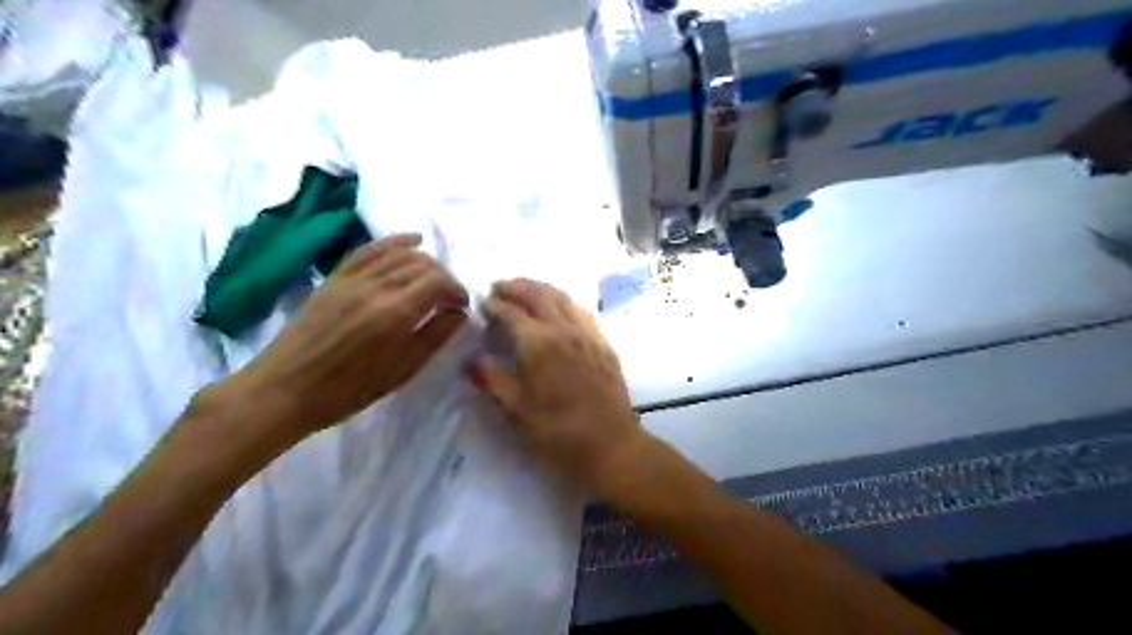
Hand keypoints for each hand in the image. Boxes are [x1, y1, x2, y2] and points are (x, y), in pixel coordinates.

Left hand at [228, 233, 464, 439]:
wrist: (287, 389)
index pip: (440, 282)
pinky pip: (370, 250)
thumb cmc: (350, 389)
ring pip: (400, 254)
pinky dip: (393, 242)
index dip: (457, 290)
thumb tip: (460, 313)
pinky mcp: (336, 277)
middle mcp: (378, 286)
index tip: (462, 306)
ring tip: (433, 278)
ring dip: (424, 261)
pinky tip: (411, 241)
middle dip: (444, 277)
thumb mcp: (403, 370)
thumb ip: (435, 336)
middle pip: (423, 264)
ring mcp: (354, 278)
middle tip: (448, 298)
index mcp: (397, 312)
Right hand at [469, 278, 643, 499]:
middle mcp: (564, 329)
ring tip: (525, 290)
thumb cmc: (558, 432)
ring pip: (562, 297)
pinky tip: (558, 307)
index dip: (494, 305)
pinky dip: (563, 300)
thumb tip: (474, 359)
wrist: (611, 444)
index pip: (511, 312)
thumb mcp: (517, 410)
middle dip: (516, 287)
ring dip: (540, 289)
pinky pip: (581, 310)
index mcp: (539, 343)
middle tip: (499, 287)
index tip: (482, 304)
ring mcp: (588, 333)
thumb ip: (494, 379)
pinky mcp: (603, 342)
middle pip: (538, 295)